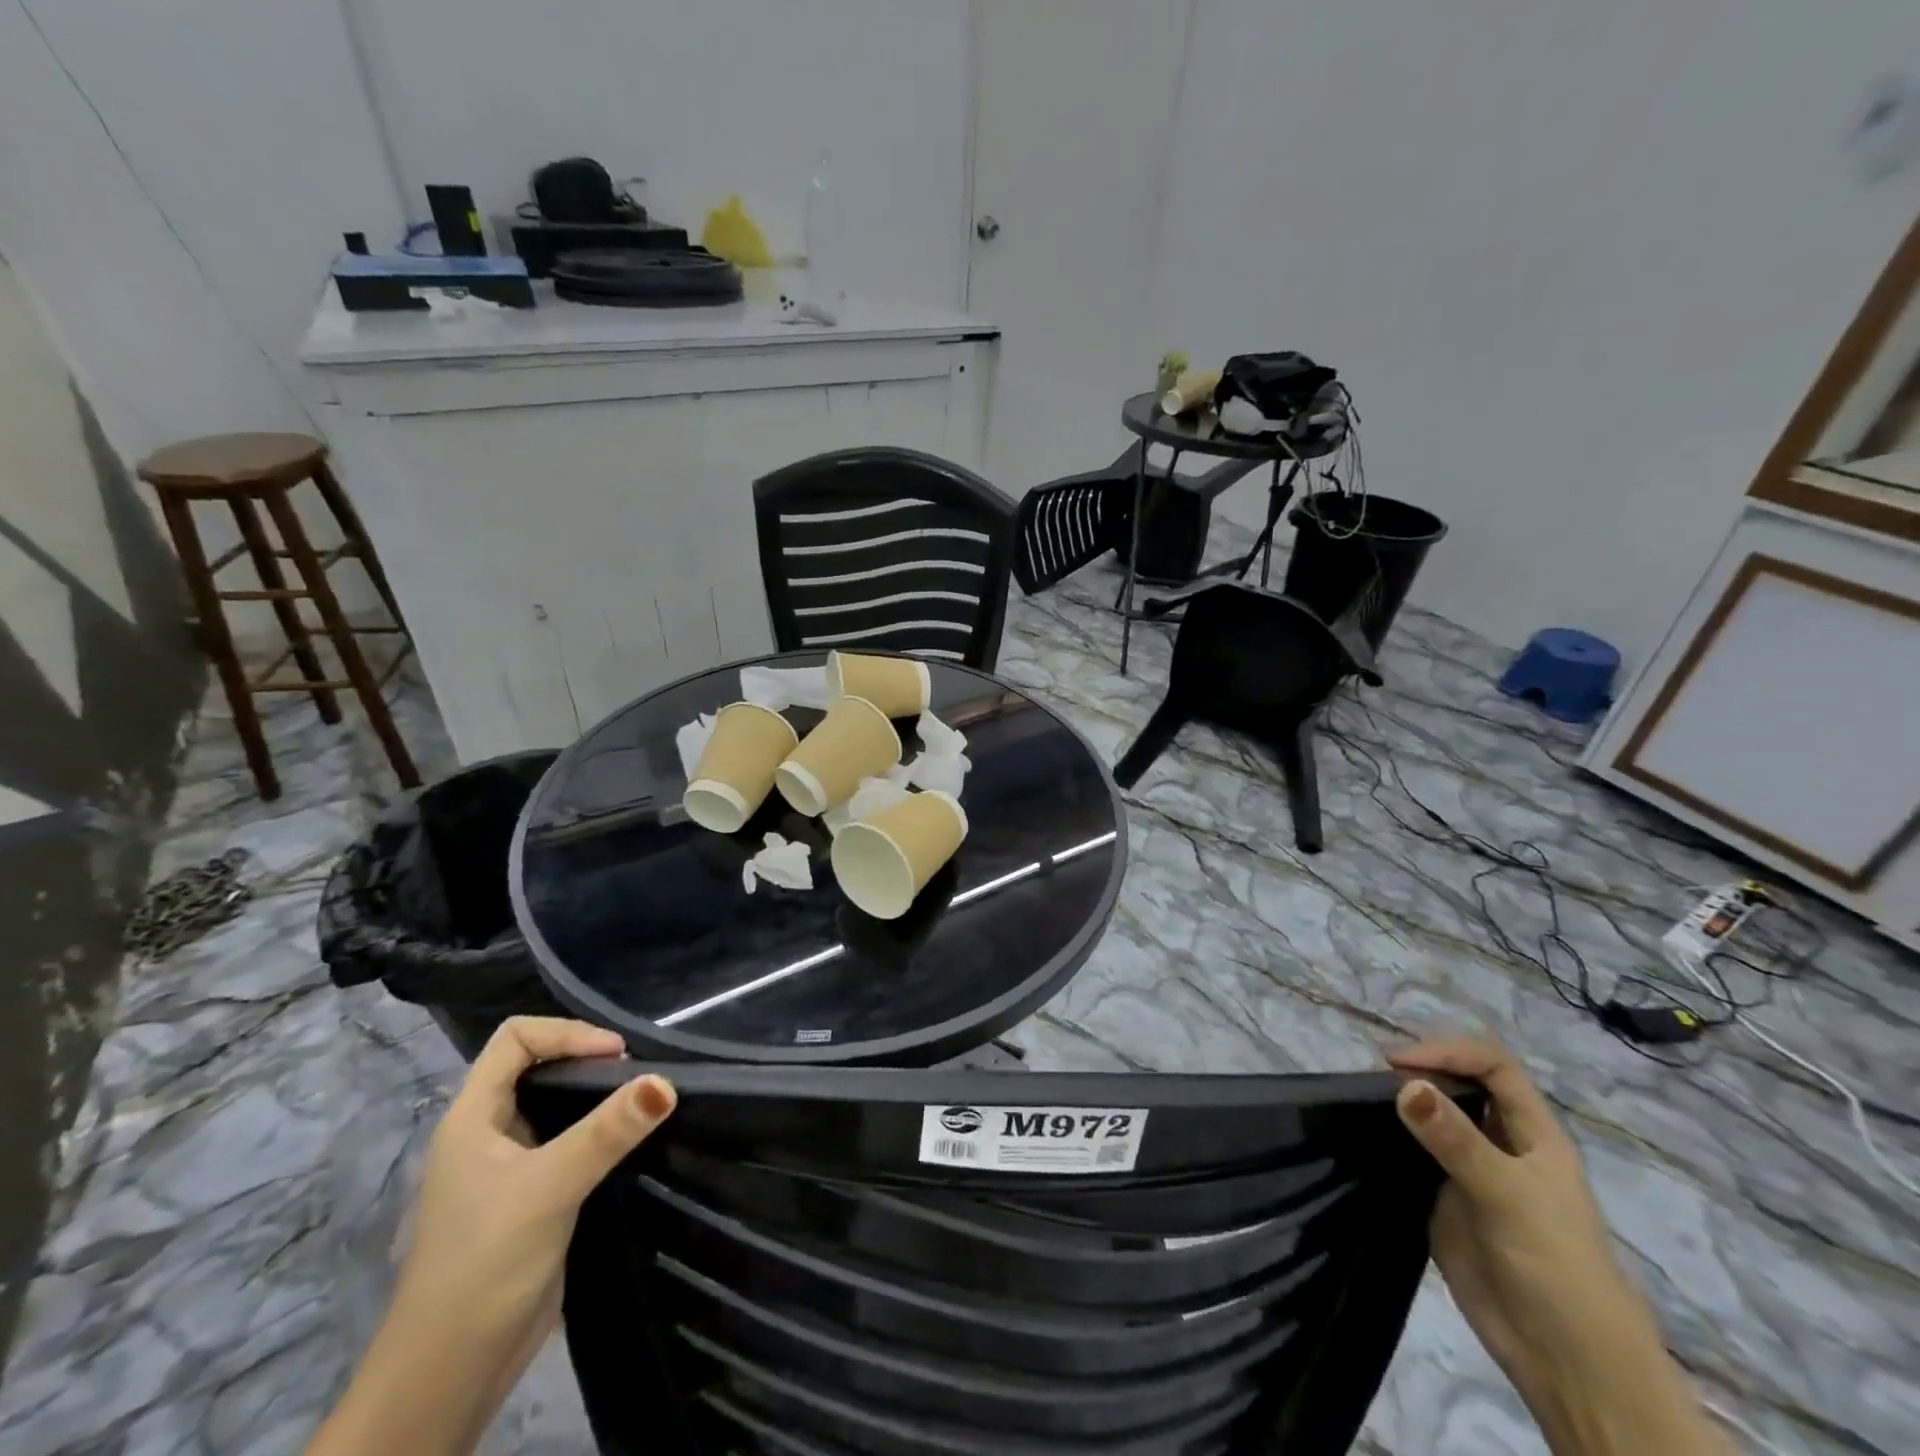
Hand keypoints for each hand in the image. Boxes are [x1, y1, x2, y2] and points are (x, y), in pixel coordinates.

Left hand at [309, 1017, 674, 1455]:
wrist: (450, 1373)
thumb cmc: (485, 1264)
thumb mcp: (549, 1188)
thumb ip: (607, 1132)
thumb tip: (666, 1083)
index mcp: (471, 1117)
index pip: (515, 1039)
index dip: (566, 1034)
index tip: (616, 1057)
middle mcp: (487, 1132)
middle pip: (536, 1065)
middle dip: (586, 1059)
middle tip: (636, 1076)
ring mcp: (508, 1166)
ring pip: (554, 1104)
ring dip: (596, 1096)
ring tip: (639, 1101)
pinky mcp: (531, 1195)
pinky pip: (567, 1141)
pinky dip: (598, 1130)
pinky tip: (628, 1141)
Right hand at [1388, 1039, 1730, 1455]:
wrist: (1563, 1359)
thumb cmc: (1555, 1265)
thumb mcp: (1507, 1195)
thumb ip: (1455, 1140)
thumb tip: (1403, 1084)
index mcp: (1532, 1133)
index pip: (1491, 1066)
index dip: (1448, 1053)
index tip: (1398, 1064)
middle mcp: (1500, 1143)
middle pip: (1459, 1084)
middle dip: (1419, 1072)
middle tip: (1371, 1079)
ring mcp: (1469, 1171)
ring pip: (1432, 1117)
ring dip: (1400, 1102)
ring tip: (1358, 1099)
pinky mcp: (1443, 1199)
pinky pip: (1412, 1154)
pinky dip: (1388, 1138)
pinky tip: (1363, 1136)